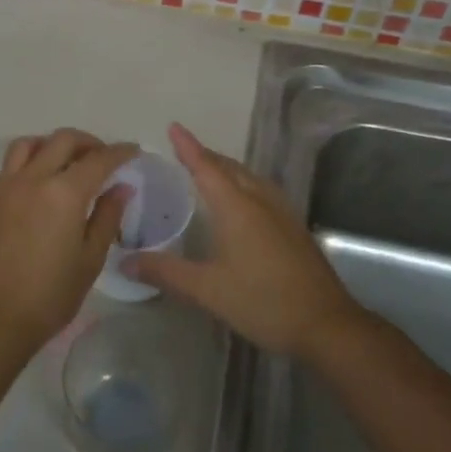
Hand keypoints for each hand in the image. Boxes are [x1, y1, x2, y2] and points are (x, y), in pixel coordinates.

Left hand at [0, 129, 137, 357]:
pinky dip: (33, 157)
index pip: (98, 159)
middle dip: (89, 143)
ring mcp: (8, 186)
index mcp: (64, 193)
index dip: (120, 152)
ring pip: (31, 143)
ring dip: (54, 144)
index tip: (134, 151)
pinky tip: (44, 181)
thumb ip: (107, 217)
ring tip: (70, 163)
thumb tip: (121, 187)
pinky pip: (13, 162)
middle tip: (105, 158)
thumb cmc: (50, 296)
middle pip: (63, 140)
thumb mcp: (89, 259)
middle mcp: (34, 179)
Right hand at [128, 123, 361, 358]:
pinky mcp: (294, 229)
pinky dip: (244, 185)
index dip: (188, 147)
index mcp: (237, 207)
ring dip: (228, 169)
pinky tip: (241, 203)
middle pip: (231, 168)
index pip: (206, 167)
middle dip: (207, 156)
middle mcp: (261, 201)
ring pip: (250, 179)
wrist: (325, 324)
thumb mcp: (207, 289)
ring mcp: (282, 214)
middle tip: (184, 152)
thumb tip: (125, 261)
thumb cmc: (262, 301)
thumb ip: (166, 271)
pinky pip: (263, 192)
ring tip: (209, 172)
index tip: (174, 127)